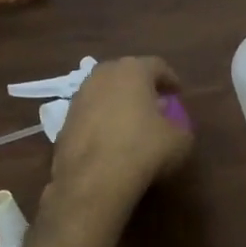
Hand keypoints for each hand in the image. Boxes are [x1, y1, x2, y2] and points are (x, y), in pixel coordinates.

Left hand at [50, 57, 194, 211]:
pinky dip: (102, 122)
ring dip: (119, 104)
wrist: (93, 180)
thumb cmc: (143, 149)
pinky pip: (91, 115)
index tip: (178, 94)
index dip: (170, 80)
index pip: (157, 66)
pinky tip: (111, 141)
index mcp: (132, 70)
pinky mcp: (64, 122)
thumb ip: (179, 126)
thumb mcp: (180, 140)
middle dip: (142, 88)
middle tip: (155, 105)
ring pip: (105, 93)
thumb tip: (172, 126)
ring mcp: (79, 97)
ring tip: (132, 124)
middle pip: (127, 75)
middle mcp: (102, 75)